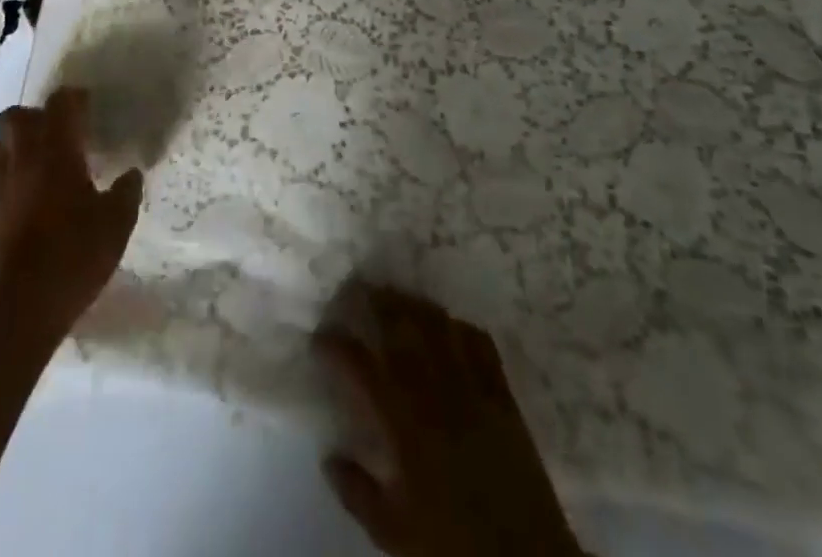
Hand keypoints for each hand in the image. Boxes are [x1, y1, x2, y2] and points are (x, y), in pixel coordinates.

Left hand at [0, 87, 142, 344]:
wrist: (23, 308)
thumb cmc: (76, 255)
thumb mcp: (117, 223)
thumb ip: (126, 192)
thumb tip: (131, 174)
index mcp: (56, 152)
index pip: (60, 104)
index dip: (74, 98)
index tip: (87, 105)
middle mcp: (22, 161)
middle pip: (16, 117)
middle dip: (34, 115)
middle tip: (56, 129)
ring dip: (16, 145)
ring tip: (38, 160)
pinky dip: (9, 180)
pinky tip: (25, 198)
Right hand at [315, 285, 586, 556]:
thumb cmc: (453, 544)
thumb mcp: (393, 531)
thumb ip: (356, 492)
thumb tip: (328, 458)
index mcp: (402, 421)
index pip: (360, 365)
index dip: (336, 345)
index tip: (320, 337)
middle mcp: (433, 390)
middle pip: (400, 326)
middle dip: (374, 301)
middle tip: (355, 289)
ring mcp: (470, 384)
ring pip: (437, 323)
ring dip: (413, 304)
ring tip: (396, 297)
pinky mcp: (501, 391)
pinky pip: (478, 341)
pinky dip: (458, 326)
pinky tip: (448, 326)